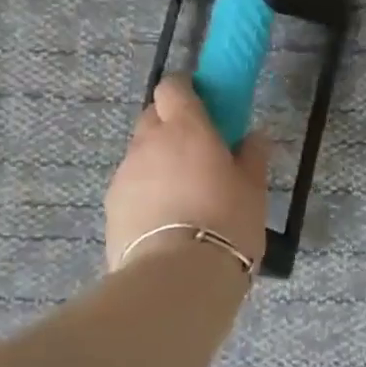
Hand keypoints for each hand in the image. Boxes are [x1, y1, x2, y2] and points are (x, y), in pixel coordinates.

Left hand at [104, 75, 270, 272]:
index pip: (173, 86)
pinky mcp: (111, 207)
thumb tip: (255, 136)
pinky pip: (131, 186)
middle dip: (171, 126)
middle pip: (153, 117)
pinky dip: (146, 192)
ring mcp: (125, 174)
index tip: (204, 106)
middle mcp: (148, 142)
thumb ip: (253, 156)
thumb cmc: (226, 223)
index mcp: (186, 128)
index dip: (185, 91)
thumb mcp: (253, 190)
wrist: (176, 280)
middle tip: (197, 152)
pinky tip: (166, 220)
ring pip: (140, 154)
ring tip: (182, 195)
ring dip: (158, 162)